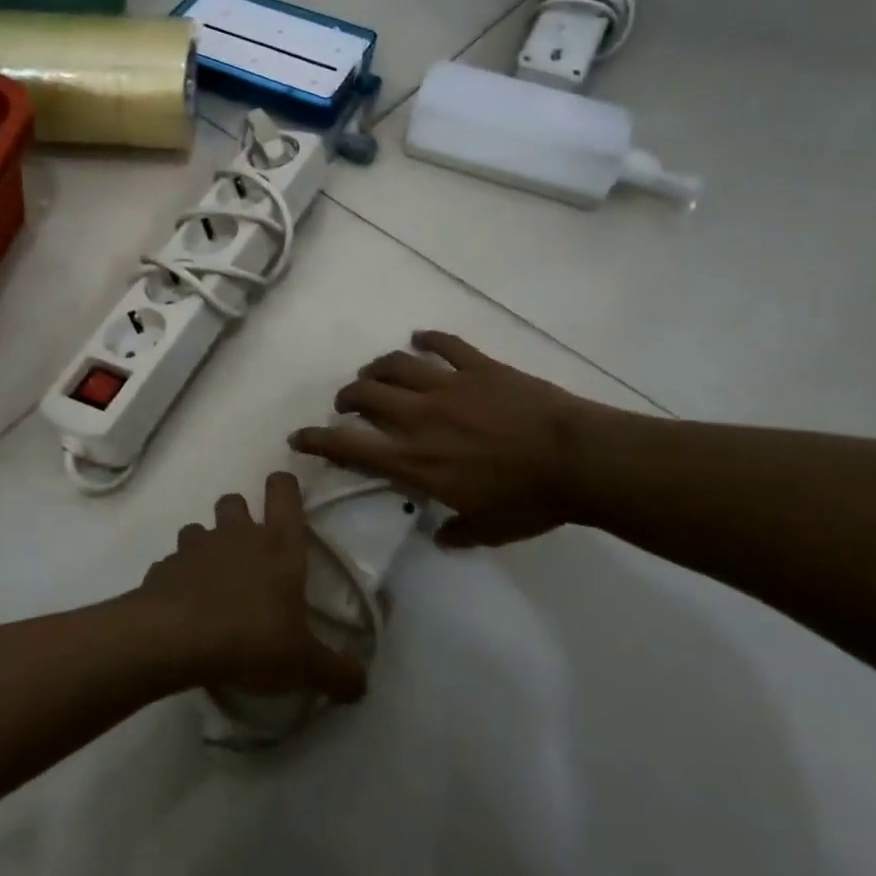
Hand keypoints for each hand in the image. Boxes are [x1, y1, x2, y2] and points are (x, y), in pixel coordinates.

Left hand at [135, 472, 366, 702]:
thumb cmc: (250, 639)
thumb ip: (337, 673)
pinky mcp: (164, 566)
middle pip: (234, 500)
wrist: (174, 639)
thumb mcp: (303, 665)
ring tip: (211, 582)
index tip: (284, 498)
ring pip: (199, 528)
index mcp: (278, 545)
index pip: (283, 491)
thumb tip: (362, 684)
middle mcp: (237, 534)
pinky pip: (172, 563)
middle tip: (247, 553)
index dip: (283, 487)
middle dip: (239, 517)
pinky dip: (178, 578)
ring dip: (205, 547)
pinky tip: (183, 607)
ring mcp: (196, 546)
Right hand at [290, 330, 623, 549]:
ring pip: (396, 364)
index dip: (318, 440)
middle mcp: (420, 417)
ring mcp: (448, 386)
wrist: (577, 459)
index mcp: (415, 460)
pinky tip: (421, 338)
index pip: (350, 446)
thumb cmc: (530, 501)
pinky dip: (429, 339)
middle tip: (347, 402)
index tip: (298, 437)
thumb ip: (457, 532)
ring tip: (374, 372)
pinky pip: (445, 344)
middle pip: (366, 395)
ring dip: (377, 367)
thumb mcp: (489, 529)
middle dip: (347, 396)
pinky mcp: (478, 366)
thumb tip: (441, 537)